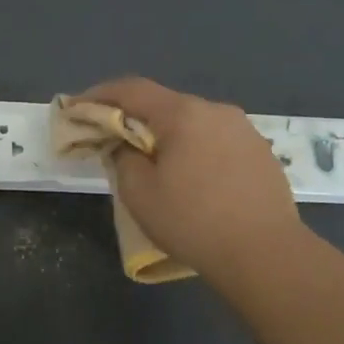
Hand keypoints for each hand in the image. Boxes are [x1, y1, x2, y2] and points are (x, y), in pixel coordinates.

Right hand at [83, 77, 311, 283]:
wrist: (266, 254)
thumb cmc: (193, 221)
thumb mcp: (139, 193)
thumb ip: (122, 158)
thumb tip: (125, 146)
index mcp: (183, 114)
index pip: (132, 89)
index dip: (100, 95)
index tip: (77, 107)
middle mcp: (216, 111)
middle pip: (164, 105)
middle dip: (134, 118)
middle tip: (113, 140)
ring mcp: (244, 130)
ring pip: (193, 123)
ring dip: (167, 134)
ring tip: (154, 162)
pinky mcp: (261, 153)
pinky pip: (216, 140)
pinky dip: (194, 149)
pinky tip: (192, 177)